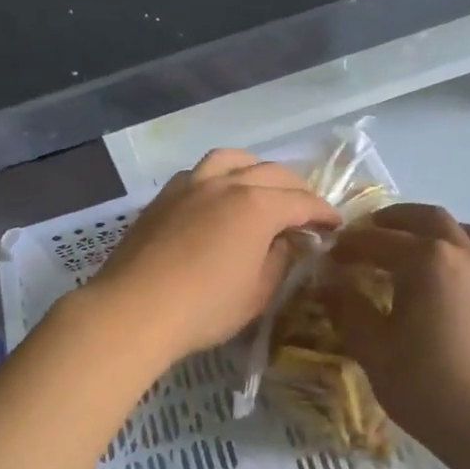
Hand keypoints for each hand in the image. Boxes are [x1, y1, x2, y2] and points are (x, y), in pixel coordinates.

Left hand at [89, 149, 338, 361]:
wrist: (134, 309)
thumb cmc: (204, 308)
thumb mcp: (257, 293)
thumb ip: (279, 260)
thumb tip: (288, 241)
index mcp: (257, 205)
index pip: (302, 201)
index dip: (323, 212)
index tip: (336, 224)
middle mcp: (226, 183)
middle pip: (271, 172)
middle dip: (295, 189)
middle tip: (305, 210)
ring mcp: (191, 184)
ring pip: (232, 158)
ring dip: (256, 169)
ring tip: (262, 188)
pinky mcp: (165, 195)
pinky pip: (201, 171)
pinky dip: (221, 175)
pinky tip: (219, 196)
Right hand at [318, 204, 469, 468]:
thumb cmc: (428, 387)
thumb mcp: (373, 349)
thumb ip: (348, 308)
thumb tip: (329, 284)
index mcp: (427, 260)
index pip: (379, 240)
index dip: (350, 244)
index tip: (331, 255)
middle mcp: (465, 255)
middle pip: (428, 218)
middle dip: (395, 220)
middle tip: (371, 233)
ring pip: (466, 232)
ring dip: (435, 231)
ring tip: (416, 248)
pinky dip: (463, 258)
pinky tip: (453, 287)